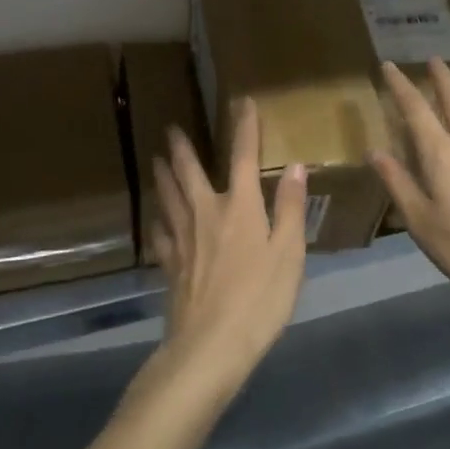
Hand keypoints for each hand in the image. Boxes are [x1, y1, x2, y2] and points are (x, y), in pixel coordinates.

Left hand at [149, 99, 307, 390]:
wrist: (210, 346)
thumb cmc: (259, 299)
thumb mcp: (289, 253)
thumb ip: (289, 208)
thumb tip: (294, 166)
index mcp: (239, 207)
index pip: (243, 157)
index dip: (244, 128)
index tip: (242, 103)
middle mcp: (206, 213)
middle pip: (189, 172)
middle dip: (182, 148)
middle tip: (170, 129)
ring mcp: (183, 239)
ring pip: (168, 197)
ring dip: (163, 175)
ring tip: (155, 160)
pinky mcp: (171, 265)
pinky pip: (161, 234)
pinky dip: (158, 220)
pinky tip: (155, 219)